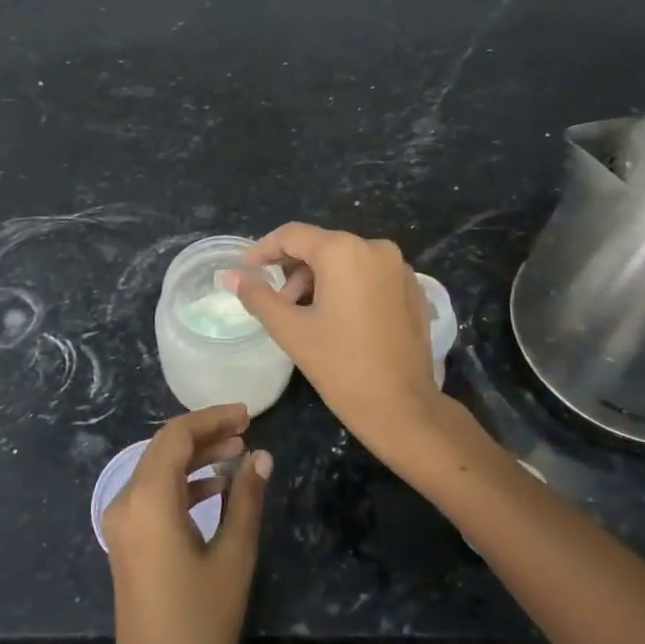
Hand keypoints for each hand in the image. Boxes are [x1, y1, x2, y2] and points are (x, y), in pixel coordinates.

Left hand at [100, 402, 270, 643]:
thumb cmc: (199, 625)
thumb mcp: (233, 558)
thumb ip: (246, 500)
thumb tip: (261, 457)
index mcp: (148, 500)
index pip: (176, 435)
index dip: (212, 418)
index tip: (248, 415)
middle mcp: (127, 502)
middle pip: (164, 447)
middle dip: (205, 434)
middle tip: (246, 430)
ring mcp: (122, 523)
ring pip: (158, 469)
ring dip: (195, 457)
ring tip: (238, 453)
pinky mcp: (127, 542)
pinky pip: (153, 494)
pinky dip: (183, 482)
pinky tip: (216, 488)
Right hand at [235, 224, 459, 468]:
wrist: (403, 408)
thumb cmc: (341, 366)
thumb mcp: (291, 330)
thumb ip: (258, 296)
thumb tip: (231, 276)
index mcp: (343, 251)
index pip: (292, 235)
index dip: (263, 249)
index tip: (246, 270)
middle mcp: (375, 248)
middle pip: (321, 246)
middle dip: (293, 271)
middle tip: (277, 304)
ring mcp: (399, 268)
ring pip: (346, 261)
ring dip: (319, 281)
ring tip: (306, 317)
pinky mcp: (413, 289)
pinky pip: (369, 275)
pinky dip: (347, 287)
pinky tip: (338, 321)